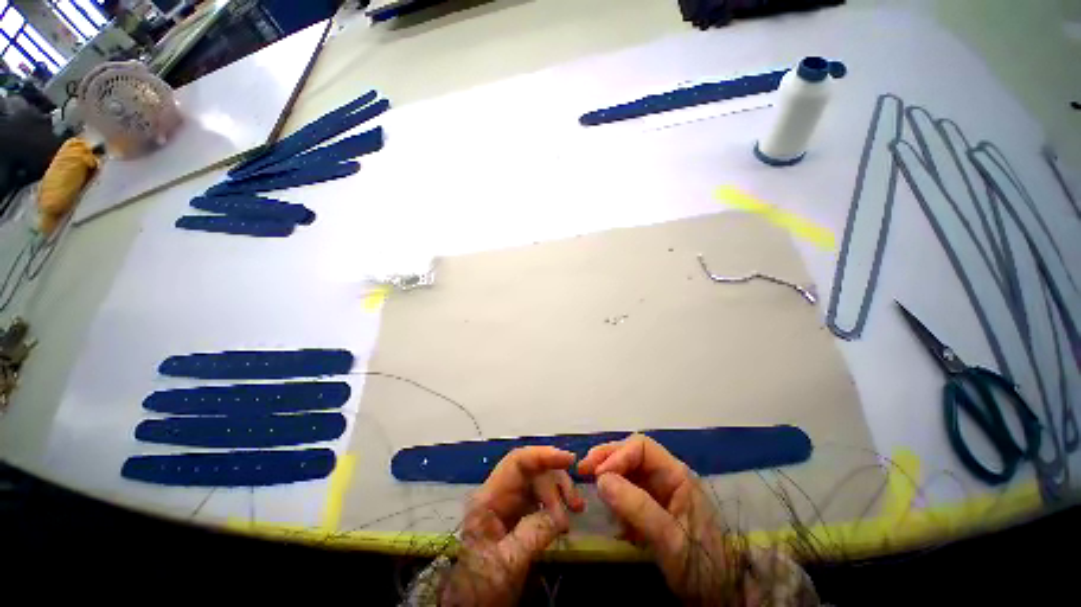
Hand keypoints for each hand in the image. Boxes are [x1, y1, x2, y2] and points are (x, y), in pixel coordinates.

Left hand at [441, 446, 584, 606]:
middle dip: (555, 482)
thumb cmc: (482, 585)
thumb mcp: (506, 563)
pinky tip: (567, 518)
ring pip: (540, 482)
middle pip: (532, 471)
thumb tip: (558, 515)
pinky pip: (542, 499)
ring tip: (577, 509)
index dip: (542, 455)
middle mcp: (500, 493)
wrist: (473, 606)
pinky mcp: (520, 514)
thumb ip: (531, 535)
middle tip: (574, 505)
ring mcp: (510, 503)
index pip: (517, 462)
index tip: (568, 459)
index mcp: (488, 498)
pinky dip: (557, 504)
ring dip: (560, 491)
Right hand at [578, 434, 740, 604]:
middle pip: (631, 454)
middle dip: (607, 460)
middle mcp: (666, 476)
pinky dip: (615, 498)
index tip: (597, 475)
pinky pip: (628, 491)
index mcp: (676, 475)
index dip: (617, 455)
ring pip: (627, 471)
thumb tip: (601, 480)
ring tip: (594, 490)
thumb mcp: (670, 538)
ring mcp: (659, 491)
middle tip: (583, 470)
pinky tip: (610, 513)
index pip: (641, 447)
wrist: (720, 594)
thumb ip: (637, 507)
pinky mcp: (653, 507)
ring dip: (608, 477)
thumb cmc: (701, 565)